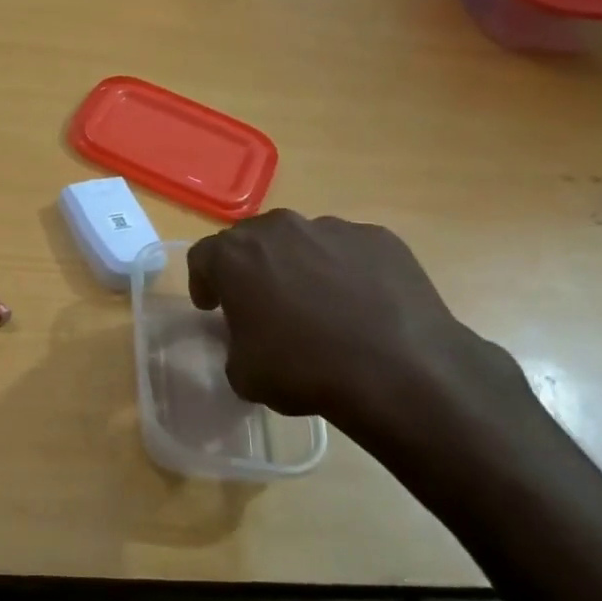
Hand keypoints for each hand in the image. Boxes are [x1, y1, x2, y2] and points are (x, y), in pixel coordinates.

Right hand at [187, 210, 512, 437]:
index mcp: (234, 255)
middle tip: (261, 303)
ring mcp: (332, 228)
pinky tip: (358, 306)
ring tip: (317, 306)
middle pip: (251, 240)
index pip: (202, 257)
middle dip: (250, 268)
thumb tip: (250, 337)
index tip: (212, 308)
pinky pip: (348, 251)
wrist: (400, 370)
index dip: (203, 283)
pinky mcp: (379, 238)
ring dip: (298, 266)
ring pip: (301, 241)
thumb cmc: (304, 370)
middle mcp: (278, 229)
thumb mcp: (243, 372)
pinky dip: (344, 271)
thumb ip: (234, 342)